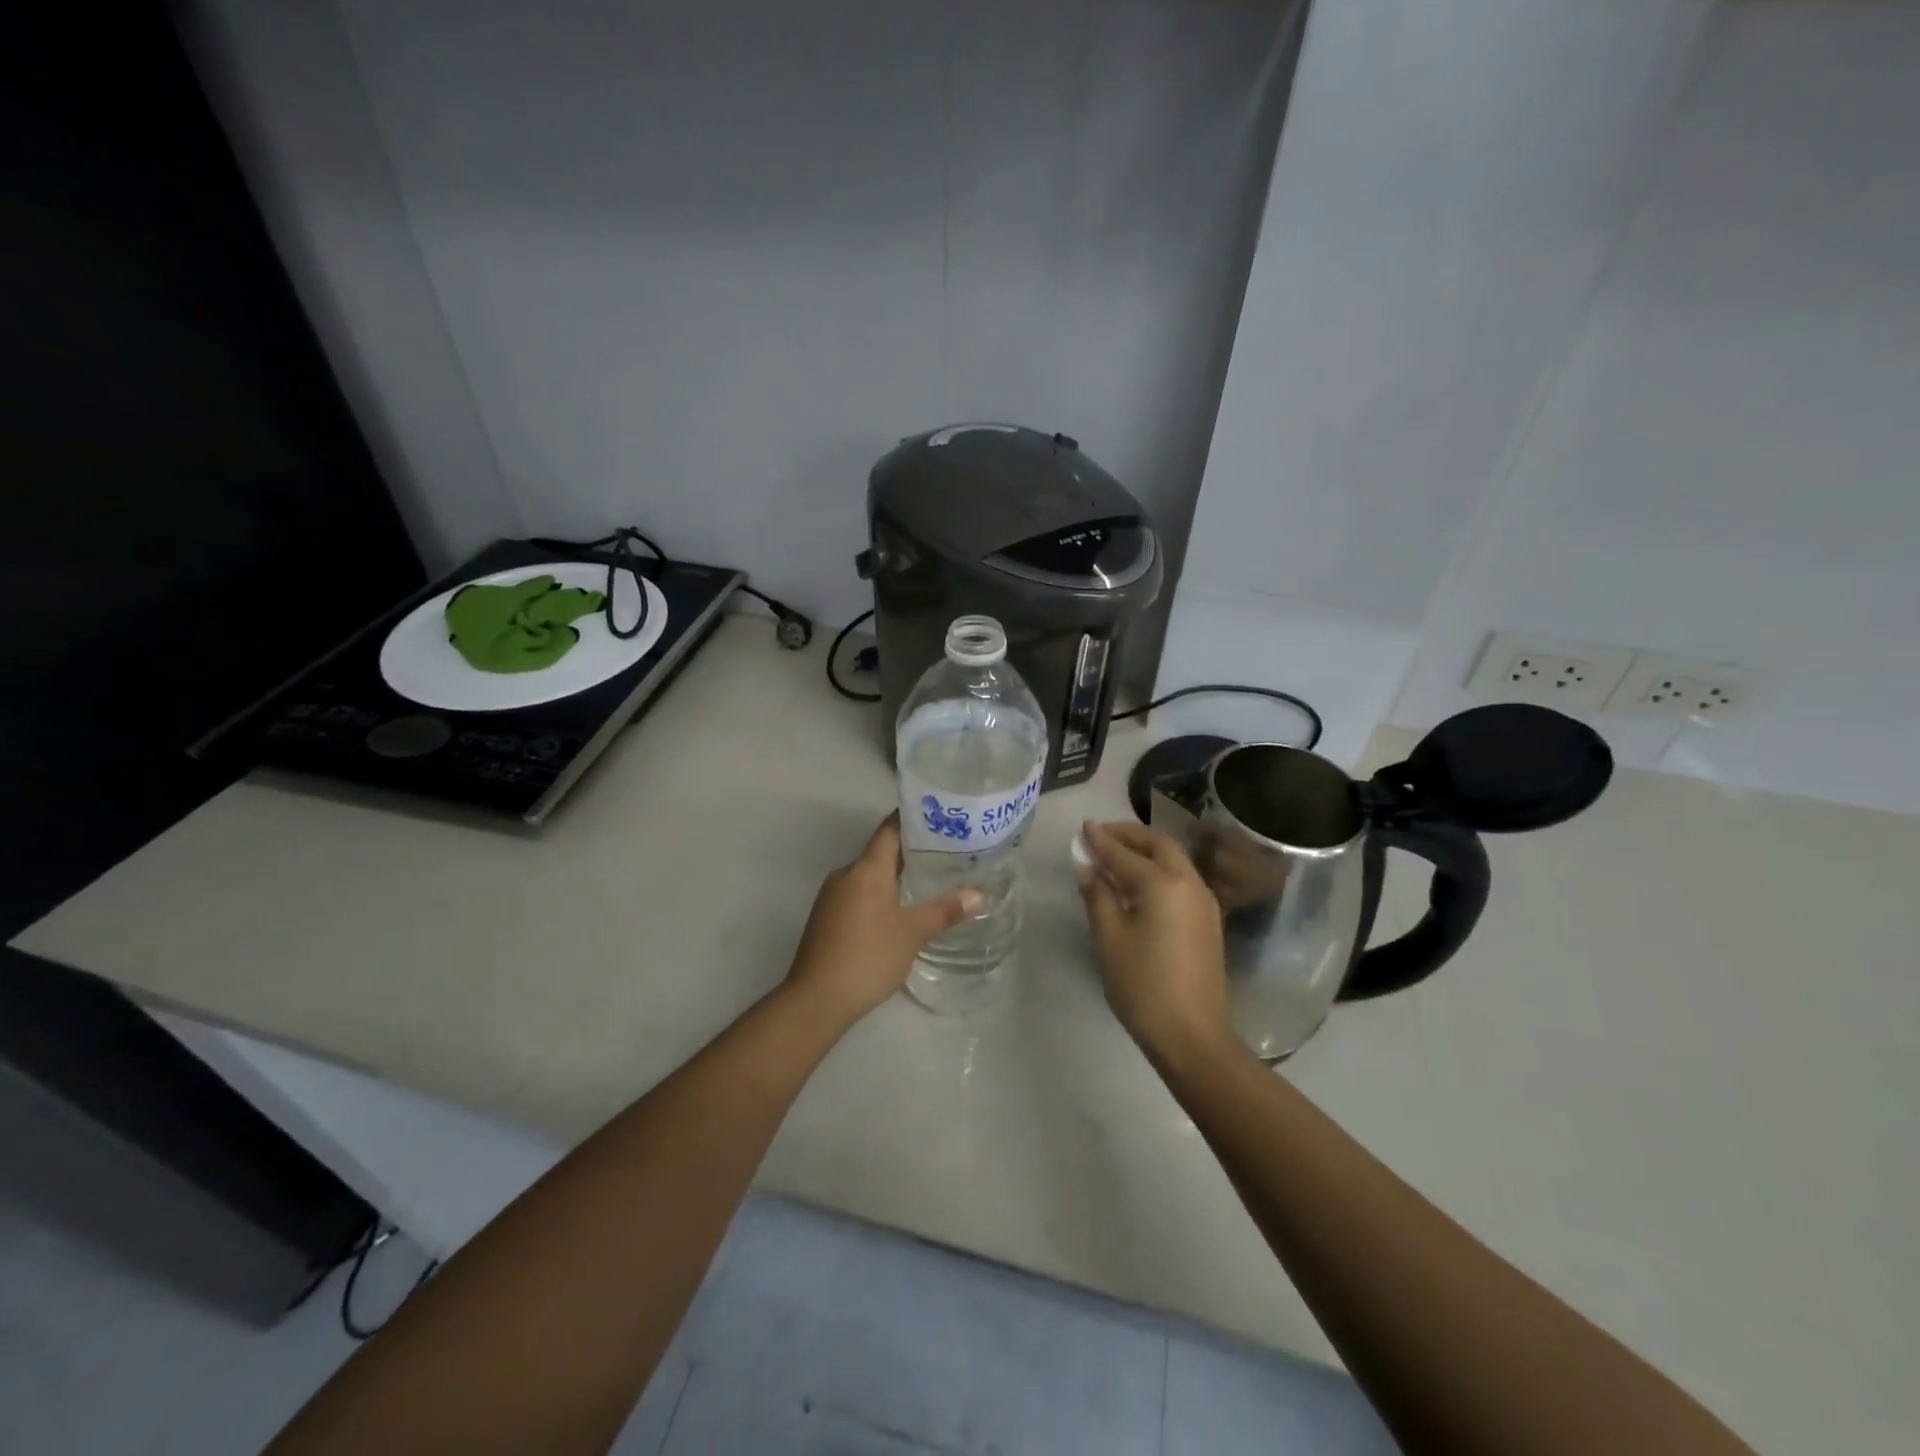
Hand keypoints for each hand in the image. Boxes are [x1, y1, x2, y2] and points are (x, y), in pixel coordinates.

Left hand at [783, 814, 982, 1026]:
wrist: (816, 999)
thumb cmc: (868, 957)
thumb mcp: (912, 933)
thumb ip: (945, 911)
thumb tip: (980, 896)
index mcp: (866, 868)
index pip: (890, 829)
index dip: (914, 819)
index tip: (942, 816)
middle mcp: (846, 874)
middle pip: (881, 850)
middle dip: (913, 850)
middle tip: (949, 850)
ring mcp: (833, 896)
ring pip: (870, 874)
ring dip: (897, 873)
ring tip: (932, 878)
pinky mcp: (828, 917)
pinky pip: (860, 893)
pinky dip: (882, 893)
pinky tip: (903, 908)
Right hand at [1078, 820, 1231, 1060]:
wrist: (1192, 1035)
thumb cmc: (1143, 986)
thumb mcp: (1109, 939)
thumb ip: (1098, 896)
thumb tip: (1087, 867)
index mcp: (1163, 884)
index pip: (1124, 854)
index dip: (1101, 840)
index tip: (1083, 827)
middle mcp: (1189, 883)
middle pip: (1159, 845)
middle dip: (1129, 835)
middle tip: (1101, 836)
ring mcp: (1204, 902)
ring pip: (1174, 860)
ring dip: (1146, 850)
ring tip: (1116, 856)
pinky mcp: (1209, 920)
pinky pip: (1181, 879)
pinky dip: (1158, 869)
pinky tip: (1139, 884)